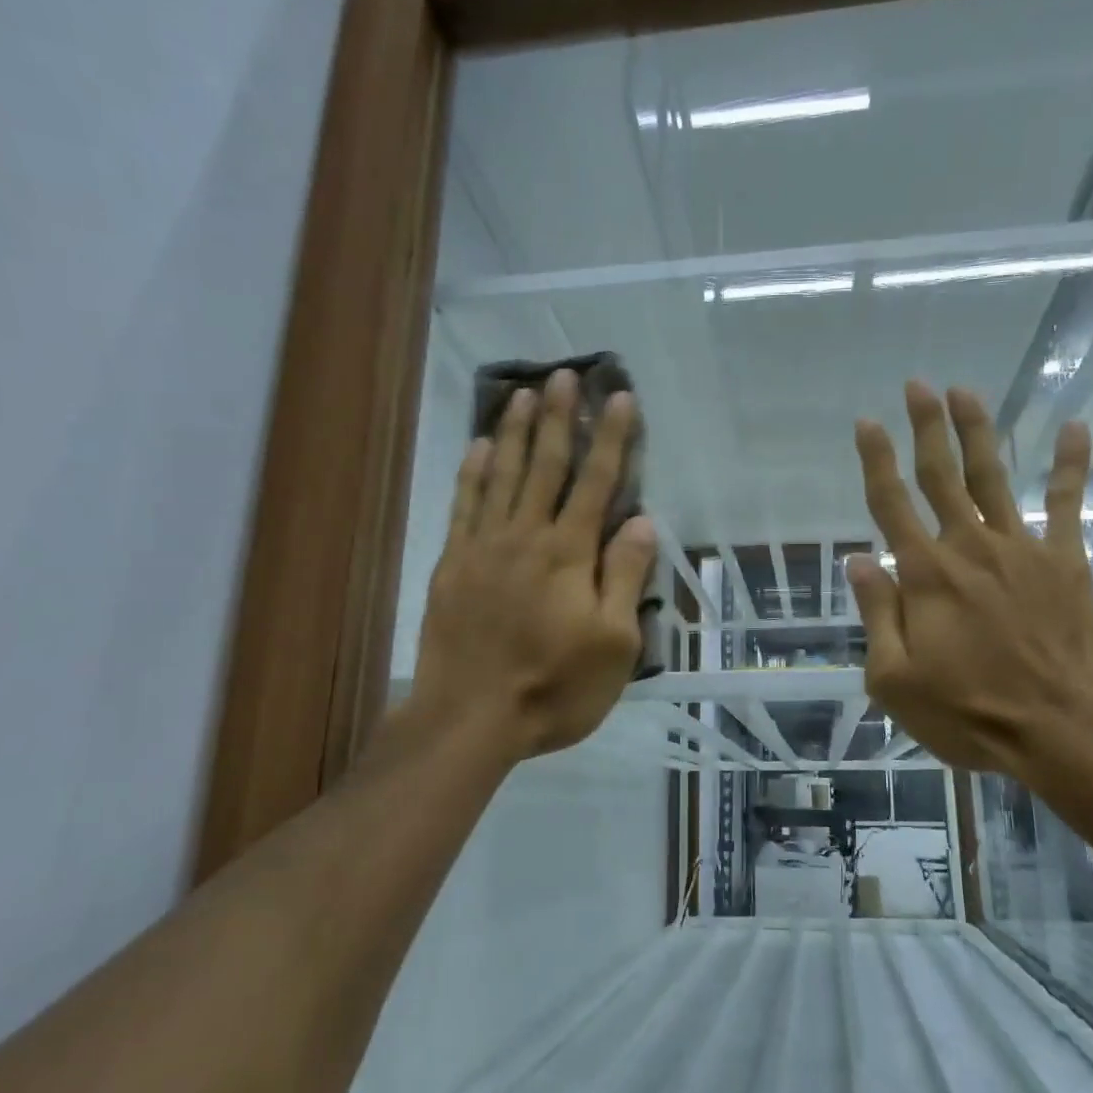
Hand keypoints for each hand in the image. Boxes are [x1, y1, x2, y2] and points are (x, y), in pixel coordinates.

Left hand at [407, 369, 656, 763]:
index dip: (610, 438)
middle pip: (545, 465)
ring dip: (513, 431)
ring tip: (523, 393)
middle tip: (563, 374)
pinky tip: (477, 448)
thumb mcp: (613, 644)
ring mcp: (483, 547)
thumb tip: (640, 521)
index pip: (596, 483)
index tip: (618, 397)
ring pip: (501, 475)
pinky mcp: (452, 564)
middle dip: (558, 417)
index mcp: (568, 554)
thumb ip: (625, 578)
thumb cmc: (554, 687)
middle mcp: (525, 536)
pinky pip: (463, 505)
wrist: (470, 719)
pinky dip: (471, 472)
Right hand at [845, 382, 1092, 779]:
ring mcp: (1022, 549)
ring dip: (978, 432)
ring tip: (965, 392)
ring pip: (994, 477)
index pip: (891, 505)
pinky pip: (1067, 504)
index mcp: (925, 576)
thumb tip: (857, 561)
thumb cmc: (970, 714)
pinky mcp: (1066, 562)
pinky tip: (1076, 428)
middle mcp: (969, 548)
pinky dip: (1071, 466)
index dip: (875, 461)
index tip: (866, 422)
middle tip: (917, 385)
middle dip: (926, 428)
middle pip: (942, 476)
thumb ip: (877, 615)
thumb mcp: (896, 681)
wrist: (1065, 731)